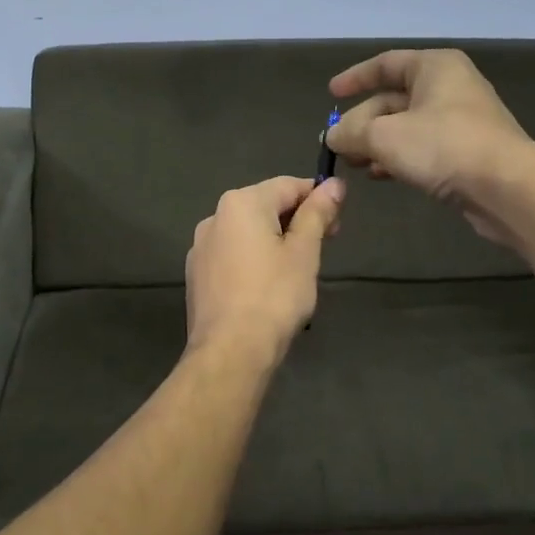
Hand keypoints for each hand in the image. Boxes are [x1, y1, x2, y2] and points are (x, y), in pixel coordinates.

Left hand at [185, 176, 344, 360]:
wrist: (230, 350)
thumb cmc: (274, 296)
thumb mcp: (304, 252)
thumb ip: (317, 214)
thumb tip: (334, 184)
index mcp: (241, 203)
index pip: (288, 185)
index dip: (318, 197)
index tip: (338, 221)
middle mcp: (214, 217)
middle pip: (265, 206)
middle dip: (296, 220)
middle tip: (323, 247)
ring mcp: (200, 247)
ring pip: (247, 232)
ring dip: (274, 240)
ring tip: (296, 270)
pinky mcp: (196, 274)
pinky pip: (232, 255)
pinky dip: (253, 260)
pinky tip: (266, 286)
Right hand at [326, 49, 532, 243]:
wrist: (506, 187)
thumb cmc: (443, 146)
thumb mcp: (384, 136)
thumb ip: (351, 133)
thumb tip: (332, 136)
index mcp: (434, 67)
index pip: (386, 64)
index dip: (355, 78)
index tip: (331, 94)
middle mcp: (450, 87)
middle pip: (393, 99)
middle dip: (362, 122)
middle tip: (338, 146)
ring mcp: (461, 120)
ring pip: (407, 126)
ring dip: (377, 144)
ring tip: (355, 165)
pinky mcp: (467, 151)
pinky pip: (423, 147)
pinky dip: (399, 157)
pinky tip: (381, 176)